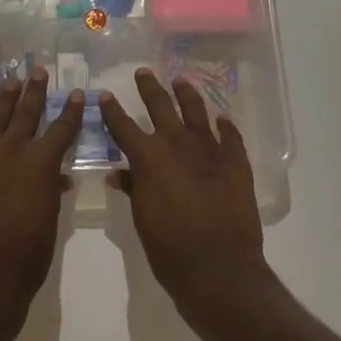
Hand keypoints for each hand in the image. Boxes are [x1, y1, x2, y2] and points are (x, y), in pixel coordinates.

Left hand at [0, 69, 81, 339]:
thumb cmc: (25, 258)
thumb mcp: (50, 224)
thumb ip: (51, 193)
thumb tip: (57, 178)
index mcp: (39, 165)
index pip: (61, 129)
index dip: (70, 111)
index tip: (76, 92)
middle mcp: (10, 153)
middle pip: (26, 115)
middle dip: (35, 92)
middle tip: (38, 70)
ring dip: (4, 101)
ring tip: (11, 82)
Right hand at [99, 69, 269, 328]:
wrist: (219, 267)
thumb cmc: (170, 248)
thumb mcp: (142, 219)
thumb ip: (131, 188)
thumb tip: (117, 173)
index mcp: (148, 157)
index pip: (123, 125)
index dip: (111, 110)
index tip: (105, 94)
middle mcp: (176, 143)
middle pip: (160, 106)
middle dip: (149, 87)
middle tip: (143, 72)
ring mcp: (209, 149)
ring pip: (196, 111)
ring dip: (187, 94)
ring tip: (181, 81)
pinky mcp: (235, 162)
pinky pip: (230, 136)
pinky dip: (225, 126)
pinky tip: (222, 118)